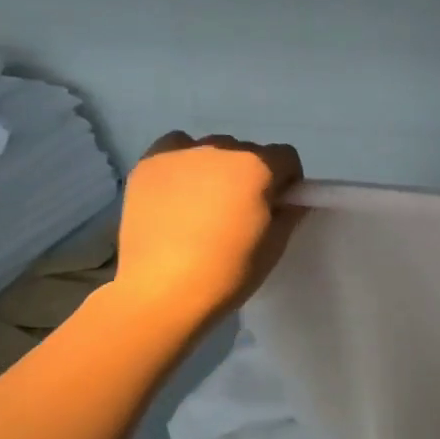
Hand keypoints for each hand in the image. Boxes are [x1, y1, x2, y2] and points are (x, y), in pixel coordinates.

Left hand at [114, 132, 303, 319]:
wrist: (160, 291)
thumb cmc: (227, 272)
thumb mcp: (274, 247)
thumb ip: (289, 214)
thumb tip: (291, 200)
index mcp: (258, 168)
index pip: (286, 156)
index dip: (287, 181)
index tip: (277, 205)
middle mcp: (222, 149)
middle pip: (248, 152)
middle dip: (251, 175)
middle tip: (239, 210)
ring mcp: (182, 153)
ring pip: (213, 149)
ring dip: (218, 168)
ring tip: (203, 204)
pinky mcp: (149, 163)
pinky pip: (176, 147)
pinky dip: (183, 162)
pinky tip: (177, 190)